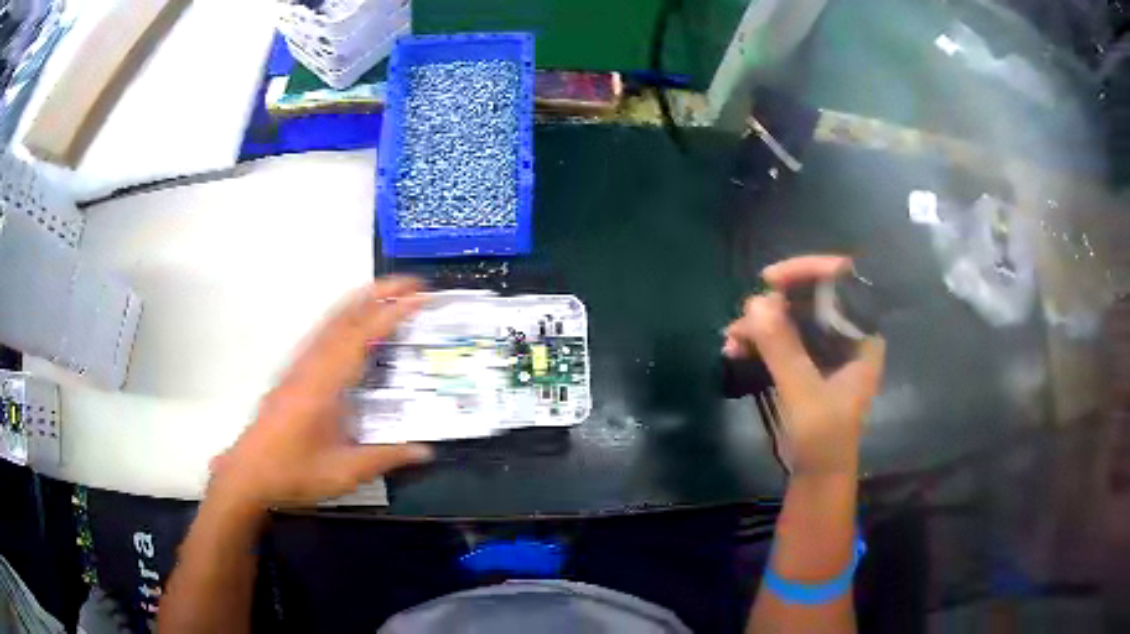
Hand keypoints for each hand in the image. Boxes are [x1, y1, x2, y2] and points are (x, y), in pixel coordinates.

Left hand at [210, 277, 433, 507]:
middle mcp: (311, 364)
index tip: (421, 298)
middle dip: (379, 293)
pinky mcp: (294, 372)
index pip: (362, 336)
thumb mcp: (344, 472)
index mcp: (325, 384)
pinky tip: (354, 325)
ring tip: (390, 293)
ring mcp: (299, 365)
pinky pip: (323, 333)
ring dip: (361, 301)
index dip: (392, 313)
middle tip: (413, 283)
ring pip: (331, 320)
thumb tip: (427, 451)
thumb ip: (386, 457)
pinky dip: (345, 317)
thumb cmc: (294, 471)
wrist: (249, 473)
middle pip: (345, 316)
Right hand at [723, 255, 885, 477]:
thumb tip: (754, 302)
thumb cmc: (825, 439)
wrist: (818, 477)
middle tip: (745, 316)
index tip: (771, 279)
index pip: (843, 281)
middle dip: (775, 302)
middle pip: (813, 297)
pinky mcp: (808, 364)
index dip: (809, 271)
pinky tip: (734, 350)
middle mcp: (846, 335)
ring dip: (761, 324)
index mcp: (862, 336)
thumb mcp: (805, 394)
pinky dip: (760, 341)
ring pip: (793, 318)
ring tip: (731, 339)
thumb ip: (783, 348)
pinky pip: (783, 339)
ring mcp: (826, 350)